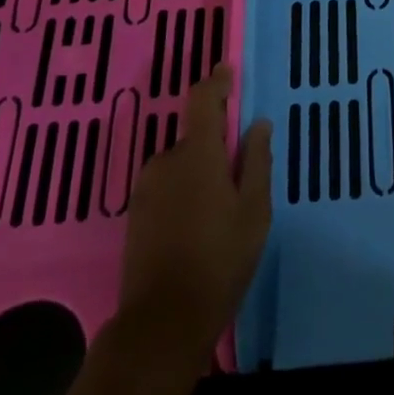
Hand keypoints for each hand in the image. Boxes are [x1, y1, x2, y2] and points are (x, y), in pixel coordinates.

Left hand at [116, 63, 272, 363]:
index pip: (203, 100)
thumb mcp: (254, 210)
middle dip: (217, 146)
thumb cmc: (220, 260)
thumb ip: (256, 161)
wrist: (162, 322)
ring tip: (222, 211)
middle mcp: (165, 161)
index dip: (216, 82)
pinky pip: (167, 185)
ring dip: (200, 172)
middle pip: (195, 136)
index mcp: (197, 154)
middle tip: (241, 178)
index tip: (228, 72)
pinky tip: (198, 226)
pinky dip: (184, 192)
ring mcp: (145, 188)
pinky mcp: (135, 214)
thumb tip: (258, 124)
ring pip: (181, 164)